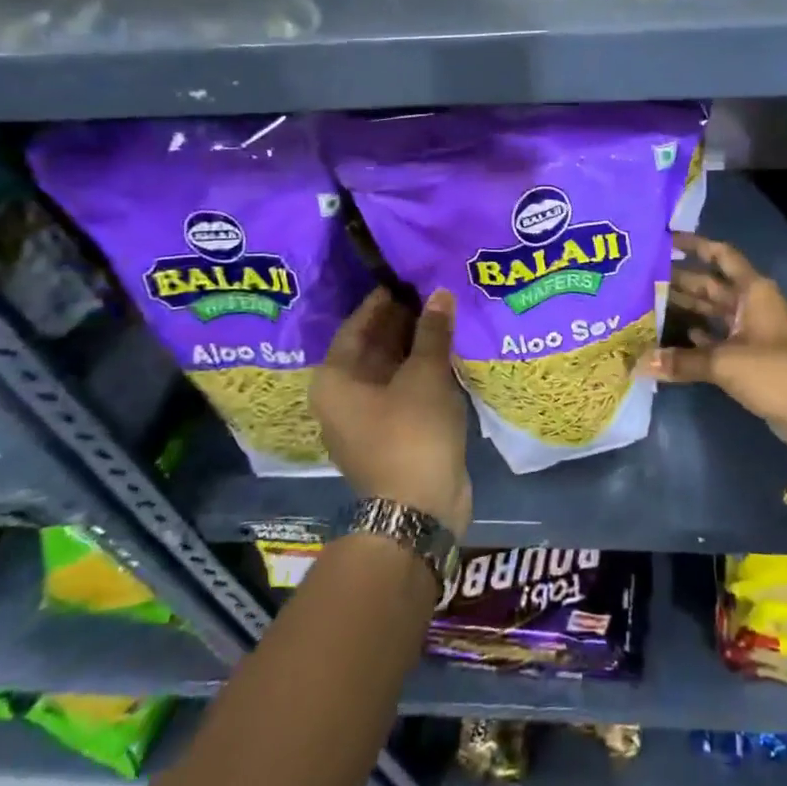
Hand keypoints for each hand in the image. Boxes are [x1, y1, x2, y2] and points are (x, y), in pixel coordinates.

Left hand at [312, 287, 471, 538]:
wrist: (418, 509)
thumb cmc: (412, 433)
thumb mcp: (425, 375)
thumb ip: (432, 331)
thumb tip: (439, 293)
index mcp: (336, 379)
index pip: (358, 324)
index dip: (385, 299)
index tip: (411, 276)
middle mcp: (344, 395)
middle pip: (374, 345)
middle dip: (405, 320)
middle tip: (437, 291)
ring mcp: (368, 417)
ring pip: (393, 368)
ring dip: (418, 345)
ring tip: (449, 314)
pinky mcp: (393, 432)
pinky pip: (406, 388)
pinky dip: (424, 370)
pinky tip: (451, 351)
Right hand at [640, 233, 786, 453]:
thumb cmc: (773, 371)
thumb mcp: (724, 362)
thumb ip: (681, 361)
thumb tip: (638, 364)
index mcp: (753, 290)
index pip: (721, 255)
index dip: (696, 245)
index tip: (666, 240)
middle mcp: (751, 303)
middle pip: (711, 284)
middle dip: (680, 279)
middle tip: (642, 277)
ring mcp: (750, 330)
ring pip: (711, 311)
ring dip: (685, 307)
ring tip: (648, 303)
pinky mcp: (748, 355)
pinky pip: (716, 337)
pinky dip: (696, 335)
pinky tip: (670, 337)